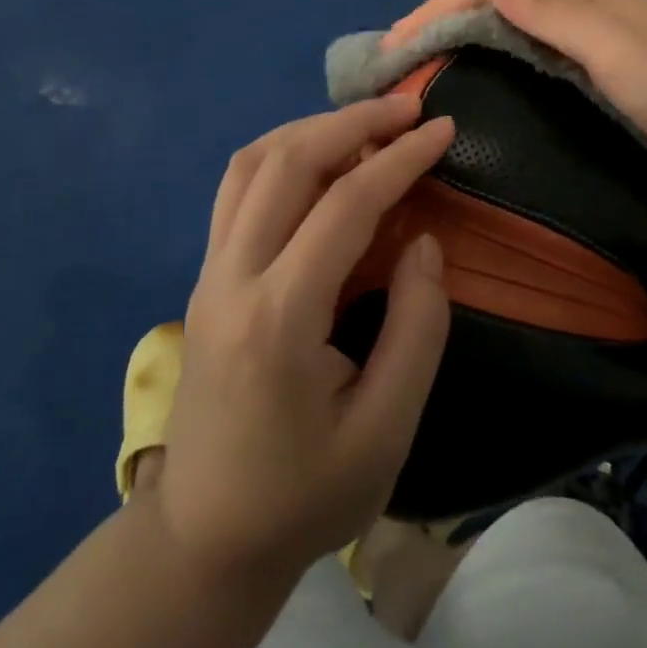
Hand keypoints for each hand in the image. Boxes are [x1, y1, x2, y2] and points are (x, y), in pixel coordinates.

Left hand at [152, 94, 454, 585]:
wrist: (204, 539)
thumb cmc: (305, 495)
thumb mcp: (386, 431)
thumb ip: (416, 329)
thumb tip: (422, 241)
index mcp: (279, 317)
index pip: (344, 204)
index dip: (399, 157)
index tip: (442, 129)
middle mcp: (232, 277)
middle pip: (287, 161)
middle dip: (353, 121)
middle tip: (408, 108)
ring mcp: (209, 272)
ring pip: (252, 162)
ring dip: (312, 128)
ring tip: (368, 123)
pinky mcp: (205, 276)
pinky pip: (238, 187)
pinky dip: (283, 151)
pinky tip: (319, 157)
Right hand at [386, 0, 646, 189]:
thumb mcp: (613, 45)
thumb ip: (548, 5)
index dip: (436, 11)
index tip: (389, 50)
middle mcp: (588, 5)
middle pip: (502, 4)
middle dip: (447, 24)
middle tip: (400, 66)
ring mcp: (605, 37)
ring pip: (523, 30)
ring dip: (475, 43)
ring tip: (434, 74)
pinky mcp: (618, 68)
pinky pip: (546, 54)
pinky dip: (509, 62)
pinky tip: (500, 84)